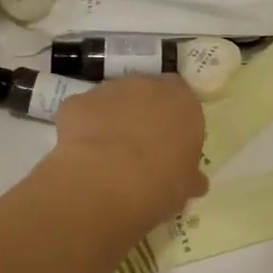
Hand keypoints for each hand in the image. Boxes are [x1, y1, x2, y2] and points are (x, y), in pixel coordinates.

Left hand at [47, 75, 206, 232]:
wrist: (105, 184)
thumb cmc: (159, 184)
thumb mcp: (185, 187)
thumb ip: (190, 176)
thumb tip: (196, 181)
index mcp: (182, 102)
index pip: (182, 100)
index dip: (175, 121)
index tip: (170, 144)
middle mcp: (147, 86)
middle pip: (147, 95)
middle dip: (143, 116)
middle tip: (140, 150)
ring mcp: (109, 90)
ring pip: (113, 101)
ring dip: (112, 120)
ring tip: (107, 156)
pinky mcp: (76, 101)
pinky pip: (82, 112)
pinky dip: (82, 127)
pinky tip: (82, 155)